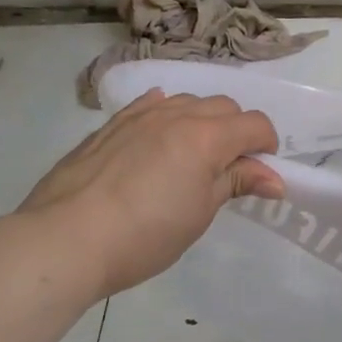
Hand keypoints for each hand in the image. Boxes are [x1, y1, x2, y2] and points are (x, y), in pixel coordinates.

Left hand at [21, 90, 284, 297]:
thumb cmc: (144, 235)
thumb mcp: (199, 214)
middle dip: (237, 131)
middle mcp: (175, 114)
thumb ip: (235, 183)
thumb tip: (274, 178)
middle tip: (228, 170)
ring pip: (186, 102)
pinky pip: (149, 105)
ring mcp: (138, 115)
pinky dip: (166, 115)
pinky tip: (159, 135)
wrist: (67, 239)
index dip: (266, 147)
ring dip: (202, 121)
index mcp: (205, 137)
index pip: (254, 124)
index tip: (260, 175)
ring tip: (192, 158)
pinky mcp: (110, 125)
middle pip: (224, 106)